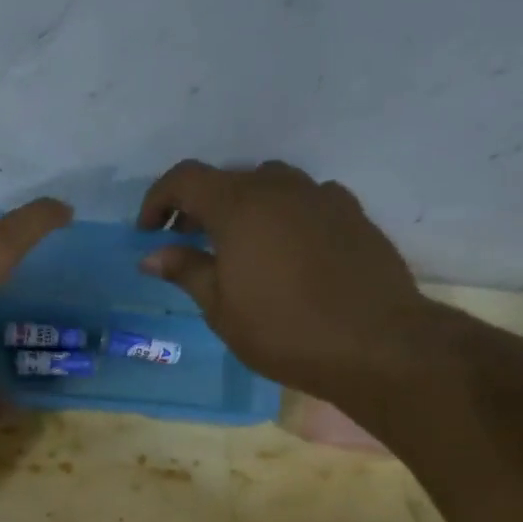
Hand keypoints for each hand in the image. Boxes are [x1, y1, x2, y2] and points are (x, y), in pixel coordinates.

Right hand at [137, 160, 432, 399]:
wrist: (375, 342)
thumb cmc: (283, 330)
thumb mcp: (221, 308)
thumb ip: (186, 271)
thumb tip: (152, 255)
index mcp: (240, 206)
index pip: (185, 179)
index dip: (158, 200)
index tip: (148, 232)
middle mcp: (280, 187)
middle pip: (227, 179)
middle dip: (198, 206)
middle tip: (185, 244)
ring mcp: (321, 196)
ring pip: (268, 185)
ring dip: (241, 208)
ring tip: (235, 249)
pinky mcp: (351, 213)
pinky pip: (304, 201)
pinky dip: (281, 216)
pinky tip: (283, 254)